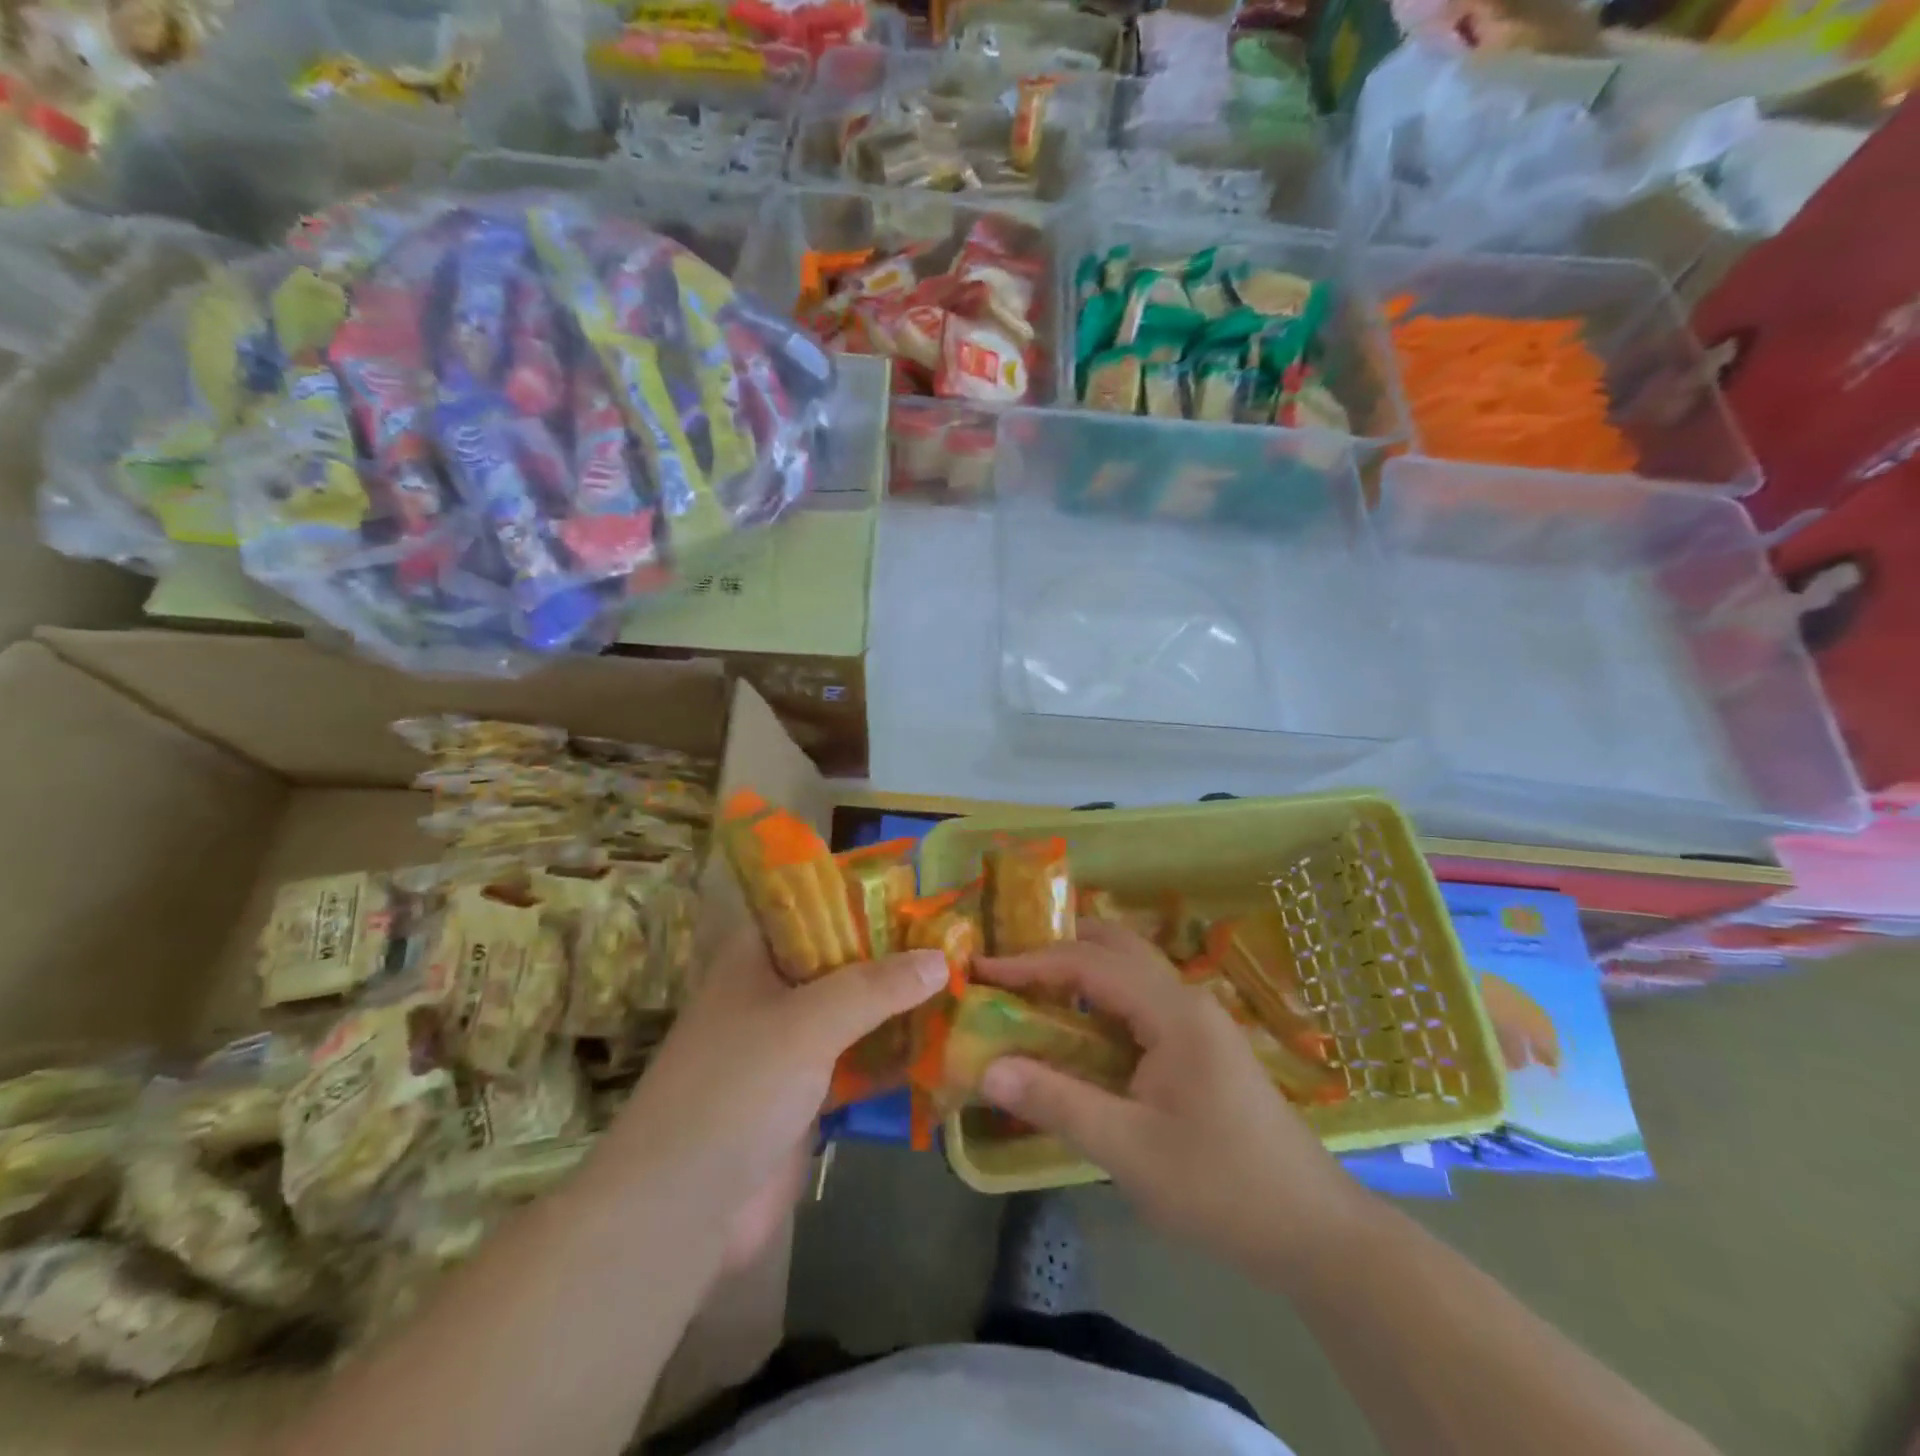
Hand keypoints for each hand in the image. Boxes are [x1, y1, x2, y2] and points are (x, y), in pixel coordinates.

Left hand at [604, 929, 947, 1272]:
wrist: (682, 1209)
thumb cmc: (737, 1087)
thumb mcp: (809, 1021)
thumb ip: (876, 986)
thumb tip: (942, 957)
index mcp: (757, 957)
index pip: (816, 909)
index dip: (867, 900)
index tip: (924, 900)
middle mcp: (773, 992)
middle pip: (843, 961)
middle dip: (895, 957)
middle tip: (960, 944)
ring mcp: (790, 1046)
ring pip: (855, 1013)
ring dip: (900, 1007)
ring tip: (965, 988)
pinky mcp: (806, 1095)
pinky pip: (859, 1062)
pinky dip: (893, 1055)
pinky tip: (944, 1047)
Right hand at [977, 920, 1364, 1284]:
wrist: (1315, 1232)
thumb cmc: (1222, 1188)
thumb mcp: (1131, 1151)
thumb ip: (1058, 1103)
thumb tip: (988, 1069)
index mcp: (1173, 1012)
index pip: (1090, 964)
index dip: (1032, 962)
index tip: (983, 970)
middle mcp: (1187, 1000)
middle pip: (1115, 947)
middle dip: (1059, 947)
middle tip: (1007, 967)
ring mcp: (1199, 1021)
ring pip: (1131, 972)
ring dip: (1082, 970)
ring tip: (1032, 990)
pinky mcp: (1202, 1046)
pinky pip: (1141, 1002)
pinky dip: (1102, 1000)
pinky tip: (1079, 1030)